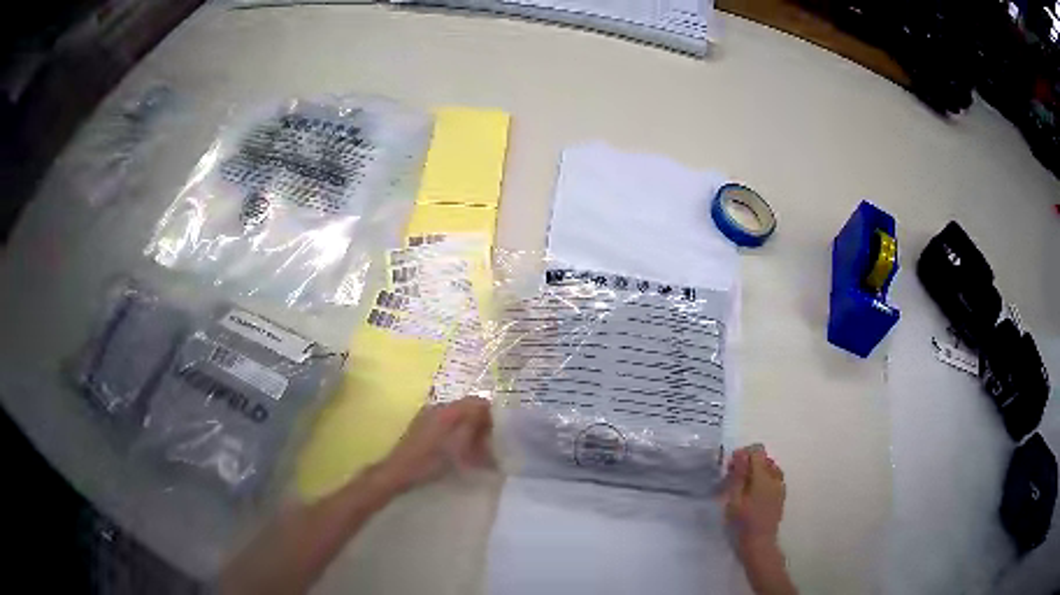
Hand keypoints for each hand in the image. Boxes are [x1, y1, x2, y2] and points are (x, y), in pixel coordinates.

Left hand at [372, 397, 492, 495]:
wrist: (399, 472)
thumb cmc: (430, 461)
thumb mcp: (457, 445)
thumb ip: (473, 425)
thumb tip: (488, 411)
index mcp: (447, 409)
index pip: (477, 401)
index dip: (491, 415)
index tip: (499, 433)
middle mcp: (437, 406)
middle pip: (467, 408)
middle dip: (481, 424)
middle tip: (490, 444)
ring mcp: (428, 415)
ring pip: (458, 417)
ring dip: (470, 430)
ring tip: (476, 450)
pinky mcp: (422, 426)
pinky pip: (447, 424)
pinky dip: (458, 434)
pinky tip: (459, 451)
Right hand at [723, 444, 785, 552]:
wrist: (759, 543)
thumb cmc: (742, 523)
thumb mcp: (734, 499)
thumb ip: (739, 474)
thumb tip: (741, 453)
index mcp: (764, 476)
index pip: (757, 451)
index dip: (743, 454)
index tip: (731, 468)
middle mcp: (775, 477)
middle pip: (764, 458)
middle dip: (749, 463)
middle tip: (733, 478)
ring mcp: (780, 486)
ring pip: (769, 467)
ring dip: (756, 471)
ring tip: (743, 487)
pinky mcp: (780, 495)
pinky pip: (773, 478)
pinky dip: (763, 479)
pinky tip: (753, 494)